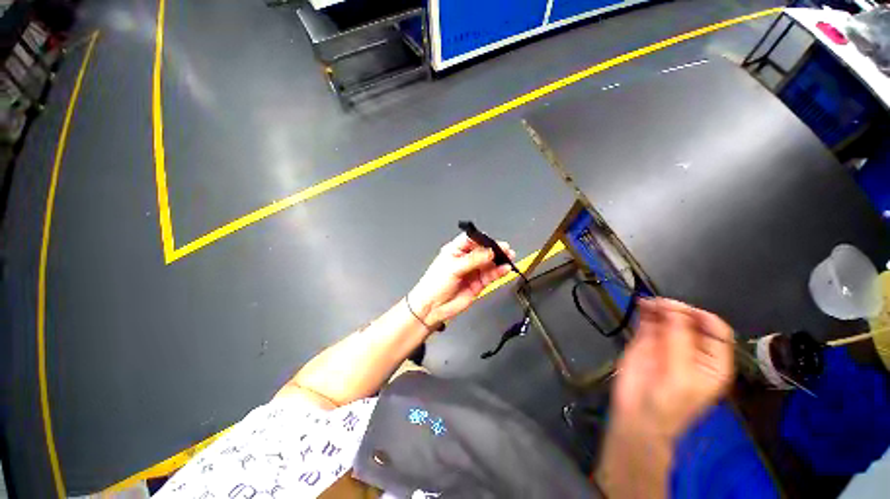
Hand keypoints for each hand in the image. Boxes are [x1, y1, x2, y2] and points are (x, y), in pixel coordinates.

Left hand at [408, 233, 514, 326]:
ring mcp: (472, 271)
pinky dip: (499, 271)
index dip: (482, 239)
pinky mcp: (478, 283)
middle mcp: (465, 259)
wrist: (432, 307)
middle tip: (505, 249)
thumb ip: (473, 260)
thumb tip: (489, 251)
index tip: (492, 241)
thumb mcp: (453, 268)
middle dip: (494, 249)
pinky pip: (491, 275)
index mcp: (455, 250)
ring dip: (499, 260)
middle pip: (483, 250)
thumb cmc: (434, 284)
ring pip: (489, 263)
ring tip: (509, 258)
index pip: (471, 240)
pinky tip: (505, 269)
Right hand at [613, 298, 734, 441]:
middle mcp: (691, 348)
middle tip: (660, 304)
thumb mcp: (681, 375)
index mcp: (712, 360)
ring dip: (660, 307)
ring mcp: (667, 343)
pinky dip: (645, 312)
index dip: (702, 317)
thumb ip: (679, 341)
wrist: (637, 414)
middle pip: (690, 321)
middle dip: (677, 310)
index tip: (682, 311)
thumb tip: (673, 308)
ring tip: (648, 302)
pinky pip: (648, 322)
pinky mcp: (646, 341)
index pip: (716, 330)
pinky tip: (642, 305)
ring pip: (668, 318)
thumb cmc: (668, 402)